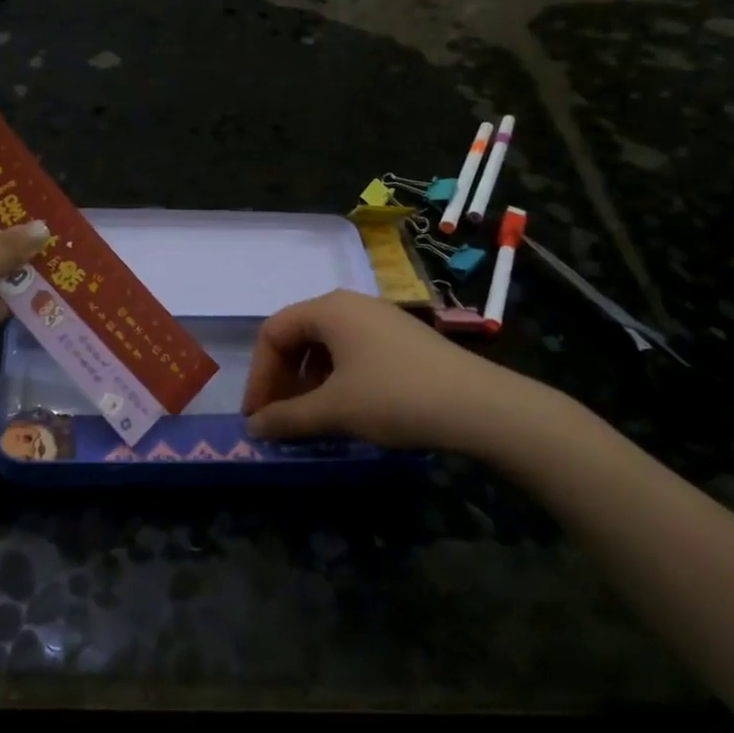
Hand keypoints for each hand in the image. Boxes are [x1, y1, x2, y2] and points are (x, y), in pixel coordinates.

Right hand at [241, 290, 581, 463]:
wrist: (480, 406)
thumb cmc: (394, 398)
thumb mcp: (334, 411)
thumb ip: (286, 418)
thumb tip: (253, 428)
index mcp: (329, 309)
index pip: (273, 333)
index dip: (258, 375)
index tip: (258, 415)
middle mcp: (352, 304)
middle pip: (298, 335)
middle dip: (281, 377)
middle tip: (279, 417)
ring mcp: (381, 320)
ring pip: (326, 345)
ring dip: (308, 380)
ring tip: (311, 416)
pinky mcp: (403, 339)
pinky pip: (353, 352)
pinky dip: (337, 378)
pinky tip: (347, 408)